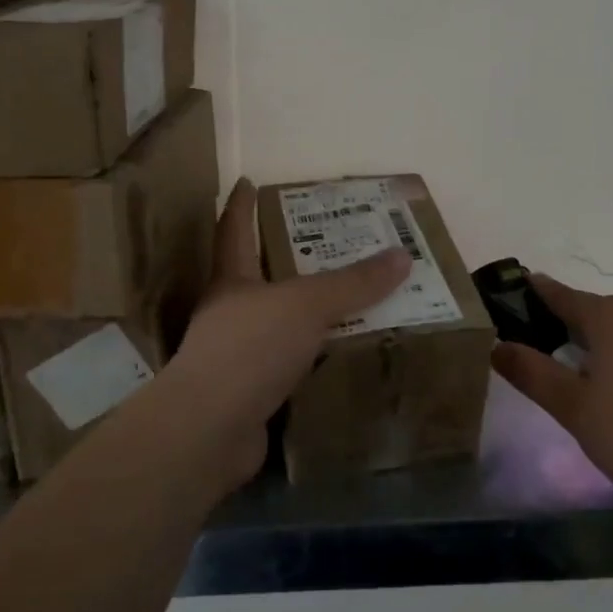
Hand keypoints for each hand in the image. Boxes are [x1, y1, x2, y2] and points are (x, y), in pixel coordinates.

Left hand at [157, 178, 409, 487]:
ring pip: (279, 320)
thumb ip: (354, 283)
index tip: (247, 181)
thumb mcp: (307, 305)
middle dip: (285, 256)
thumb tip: (402, 255)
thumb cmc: (251, 348)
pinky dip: (314, 354)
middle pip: (257, 274)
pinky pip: (291, 362)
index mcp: (232, 280)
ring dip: (306, 309)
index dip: (241, 204)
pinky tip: (340, 351)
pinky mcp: (251, 391)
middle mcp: (230, 312)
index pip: (234, 229)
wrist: (210, 430)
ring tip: (346, 294)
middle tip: (325, 238)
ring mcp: (238, 354)